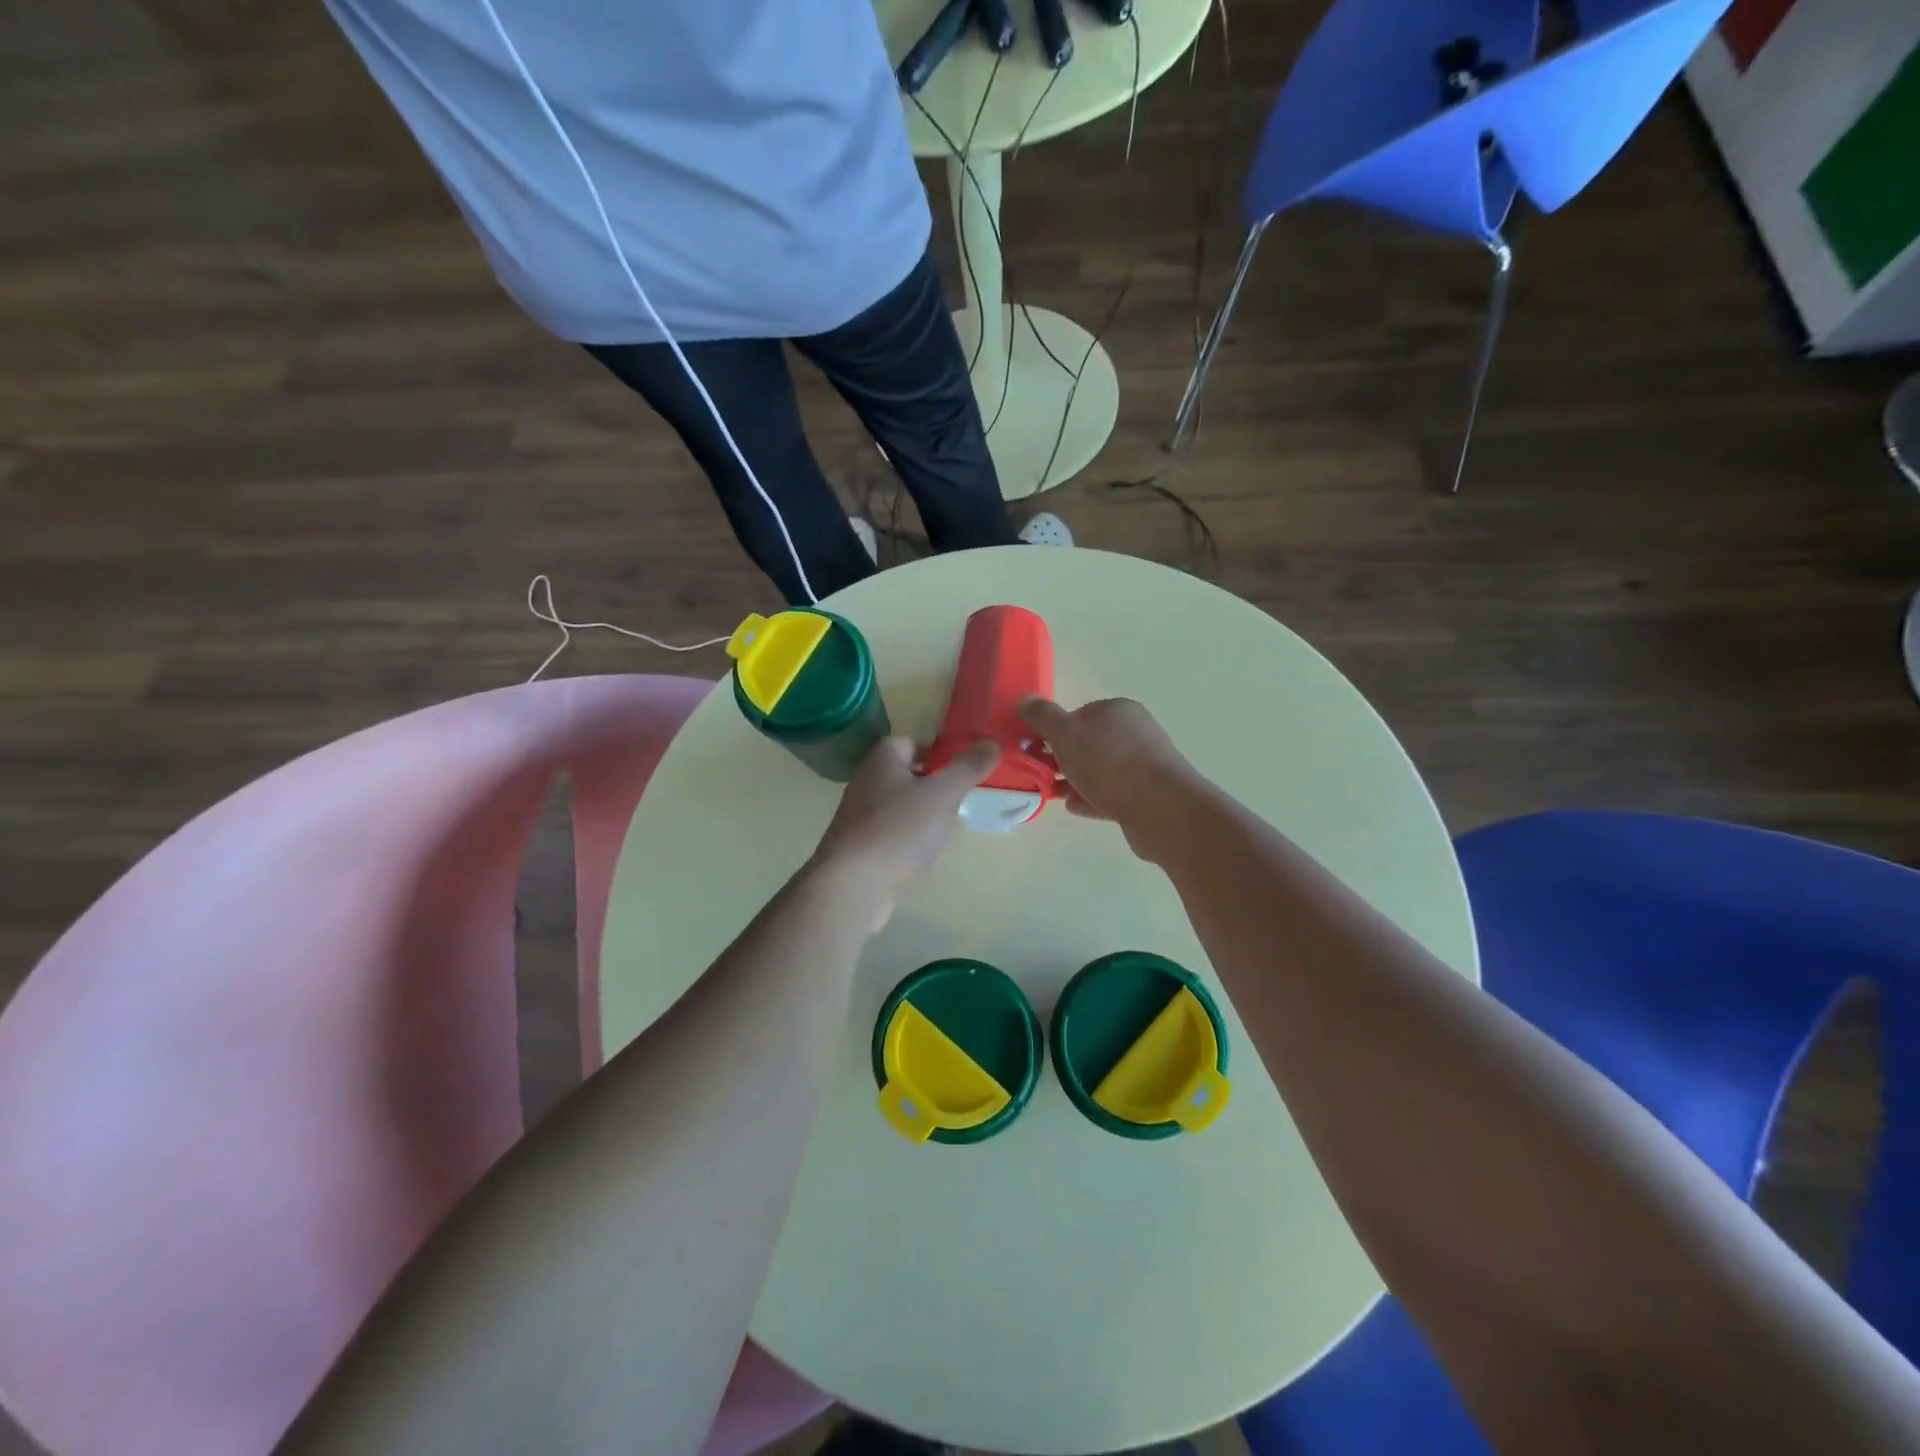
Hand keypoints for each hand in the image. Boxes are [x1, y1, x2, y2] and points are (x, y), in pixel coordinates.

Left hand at [808, 735, 1000, 930]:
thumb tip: (992, 743)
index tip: (958, 768)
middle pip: (903, 777)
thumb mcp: (943, 794)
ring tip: (946, 832)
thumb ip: (968, 768)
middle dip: (932, 787)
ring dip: (922, 817)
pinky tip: (924, 859)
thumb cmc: (899, 829)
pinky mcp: (857, 851)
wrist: (852, 885)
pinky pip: (890, 838)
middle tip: (959, 801)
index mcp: (881, 761)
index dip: (934, 751)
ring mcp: (858, 819)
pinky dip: (908, 843)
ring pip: (898, 809)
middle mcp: (865, 784)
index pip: (907, 743)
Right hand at [1016, 696, 1199, 859]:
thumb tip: (1026, 700)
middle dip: (1062, 758)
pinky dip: (1091, 798)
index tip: (1035, 749)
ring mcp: (1144, 765)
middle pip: (1089, 743)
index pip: (1079, 714)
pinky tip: (1073, 807)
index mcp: (1119, 711)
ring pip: (1100, 770)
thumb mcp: (1066, 735)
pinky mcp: (1147, 795)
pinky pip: (1111, 794)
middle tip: (1039, 773)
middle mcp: (1135, 732)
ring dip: (1075, 780)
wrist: (1162, 810)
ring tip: (1052, 793)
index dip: (1054, 730)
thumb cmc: (1110, 765)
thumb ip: (1043, 717)